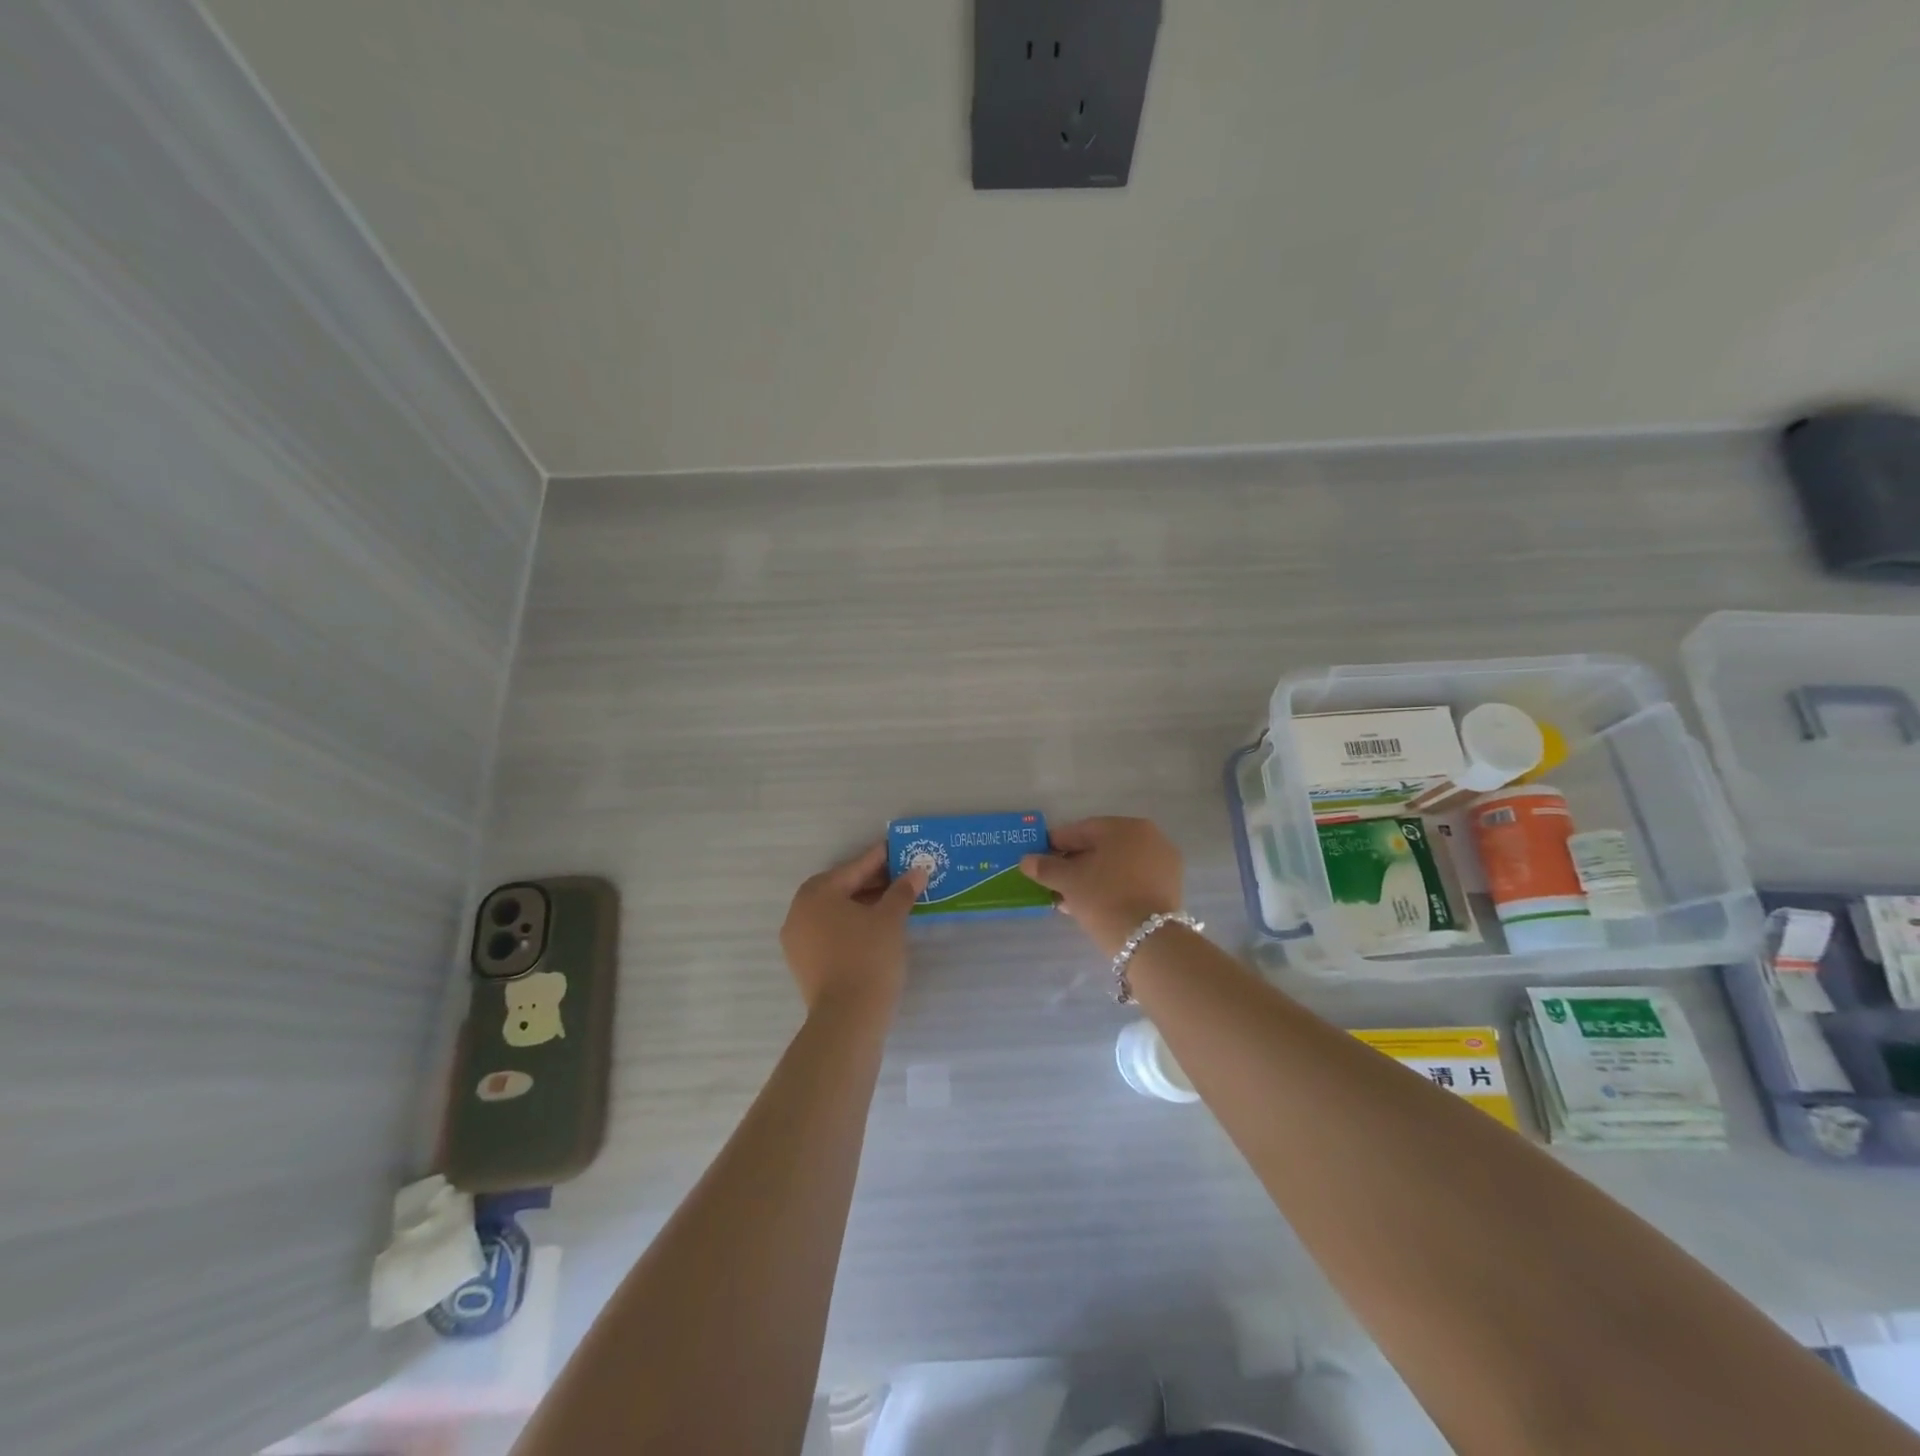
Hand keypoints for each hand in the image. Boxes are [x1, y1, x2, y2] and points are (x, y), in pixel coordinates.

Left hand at [780, 843, 927, 1014]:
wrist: (847, 1019)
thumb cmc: (868, 958)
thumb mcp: (890, 919)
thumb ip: (902, 891)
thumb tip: (917, 871)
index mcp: (817, 893)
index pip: (854, 868)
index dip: (879, 858)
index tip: (898, 848)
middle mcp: (800, 911)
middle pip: (842, 888)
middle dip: (872, 882)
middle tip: (902, 876)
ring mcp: (798, 940)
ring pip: (836, 912)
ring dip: (863, 904)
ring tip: (894, 902)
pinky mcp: (804, 963)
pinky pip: (831, 932)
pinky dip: (852, 925)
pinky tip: (876, 928)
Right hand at [1022, 817, 1184, 954]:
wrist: (1149, 940)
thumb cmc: (1104, 898)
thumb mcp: (1068, 881)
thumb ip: (1045, 867)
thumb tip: (1026, 860)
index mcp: (1124, 826)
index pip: (1081, 830)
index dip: (1055, 844)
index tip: (1039, 859)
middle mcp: (1149, 836)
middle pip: (1101, 847)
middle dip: (1075, 863)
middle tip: (1054, 881)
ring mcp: (1163, 861)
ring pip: (1117, 864)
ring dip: (1092, 877)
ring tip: (1070, 898)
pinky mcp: (1170, 885)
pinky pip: (1133, 879)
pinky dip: (1113, 886)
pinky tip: (1094, 904)